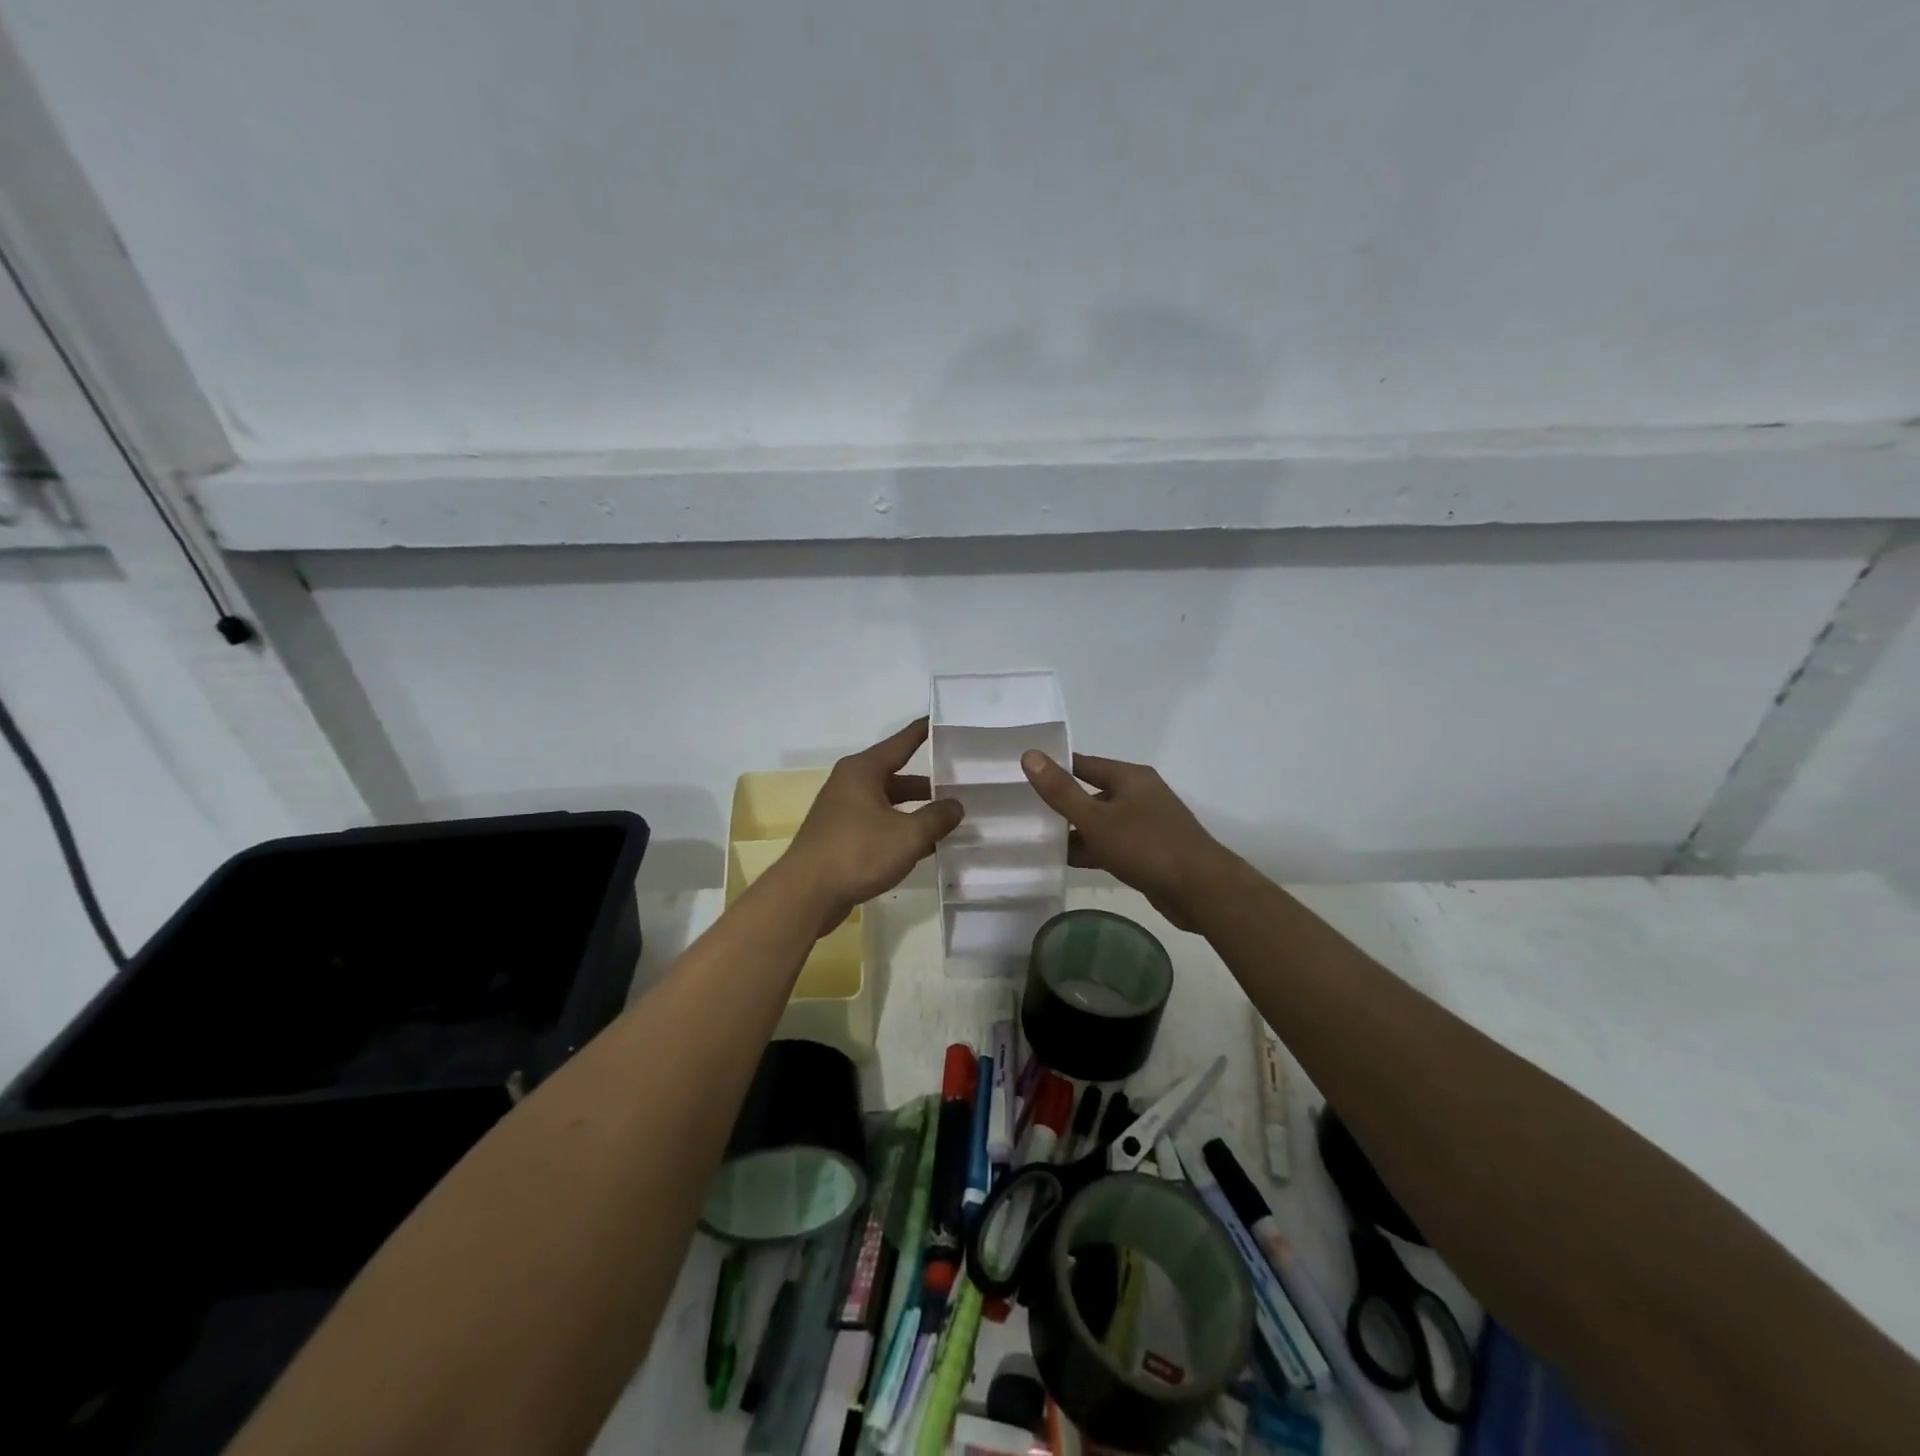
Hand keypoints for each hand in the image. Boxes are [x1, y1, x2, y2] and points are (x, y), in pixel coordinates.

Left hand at [783, 718, 964, 929]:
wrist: (806, 894)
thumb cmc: (858, 853)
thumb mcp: (908, 835)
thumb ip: (937, 818)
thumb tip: (955, 805)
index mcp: (863, 770)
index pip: (901, 743)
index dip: (923, 732)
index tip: (941, 720)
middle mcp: (850, 783)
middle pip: (896, 776)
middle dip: (927, 785)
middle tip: (959, 785)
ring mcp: (842, 810)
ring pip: (887, 803)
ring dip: (914, 811)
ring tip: (947, 820)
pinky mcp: (839, 836)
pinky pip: (877, 824)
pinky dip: (898, 830)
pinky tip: (922, 847)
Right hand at [1020, 750, 1229, 931]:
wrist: (1200, 890)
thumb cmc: (1146, 846)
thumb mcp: (1096, 819)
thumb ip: (1061, 791)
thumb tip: (1029, 755)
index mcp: (1130, 777)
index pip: (1084, 764)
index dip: (1055, 768)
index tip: (1023, 775)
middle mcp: (1140, 795)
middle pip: (1092, 793)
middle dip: (1062, 804)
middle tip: (1024, 810)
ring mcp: (1146, 825)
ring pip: (1101, 822)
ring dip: (1075, 831)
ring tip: (1037, 838)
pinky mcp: (1149, 852)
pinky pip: (1112, 844)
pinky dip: (1091, 850)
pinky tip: (1065, 861)